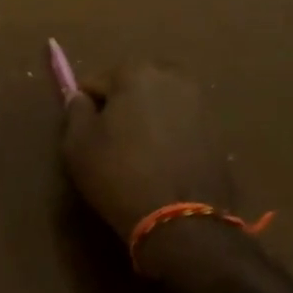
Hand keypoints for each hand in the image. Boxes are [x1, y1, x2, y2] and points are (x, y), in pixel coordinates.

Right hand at [60, 60, 233, 238]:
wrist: (183, 221)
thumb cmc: (120, 175)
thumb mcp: (78, 145)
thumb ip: (75, 111)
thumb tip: (80, 97)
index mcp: (136, 72)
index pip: (97, 82)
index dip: (87, 108)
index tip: (86, 135)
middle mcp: (172, 77)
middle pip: (133, 85)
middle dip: (121, 106)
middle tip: (112, 141)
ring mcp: (200, 102)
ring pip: (160, 102)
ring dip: (148, 118)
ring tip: (139, 153)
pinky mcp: (217, 129)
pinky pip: (181, 123)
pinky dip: (170, 134)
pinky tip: (162, 162)